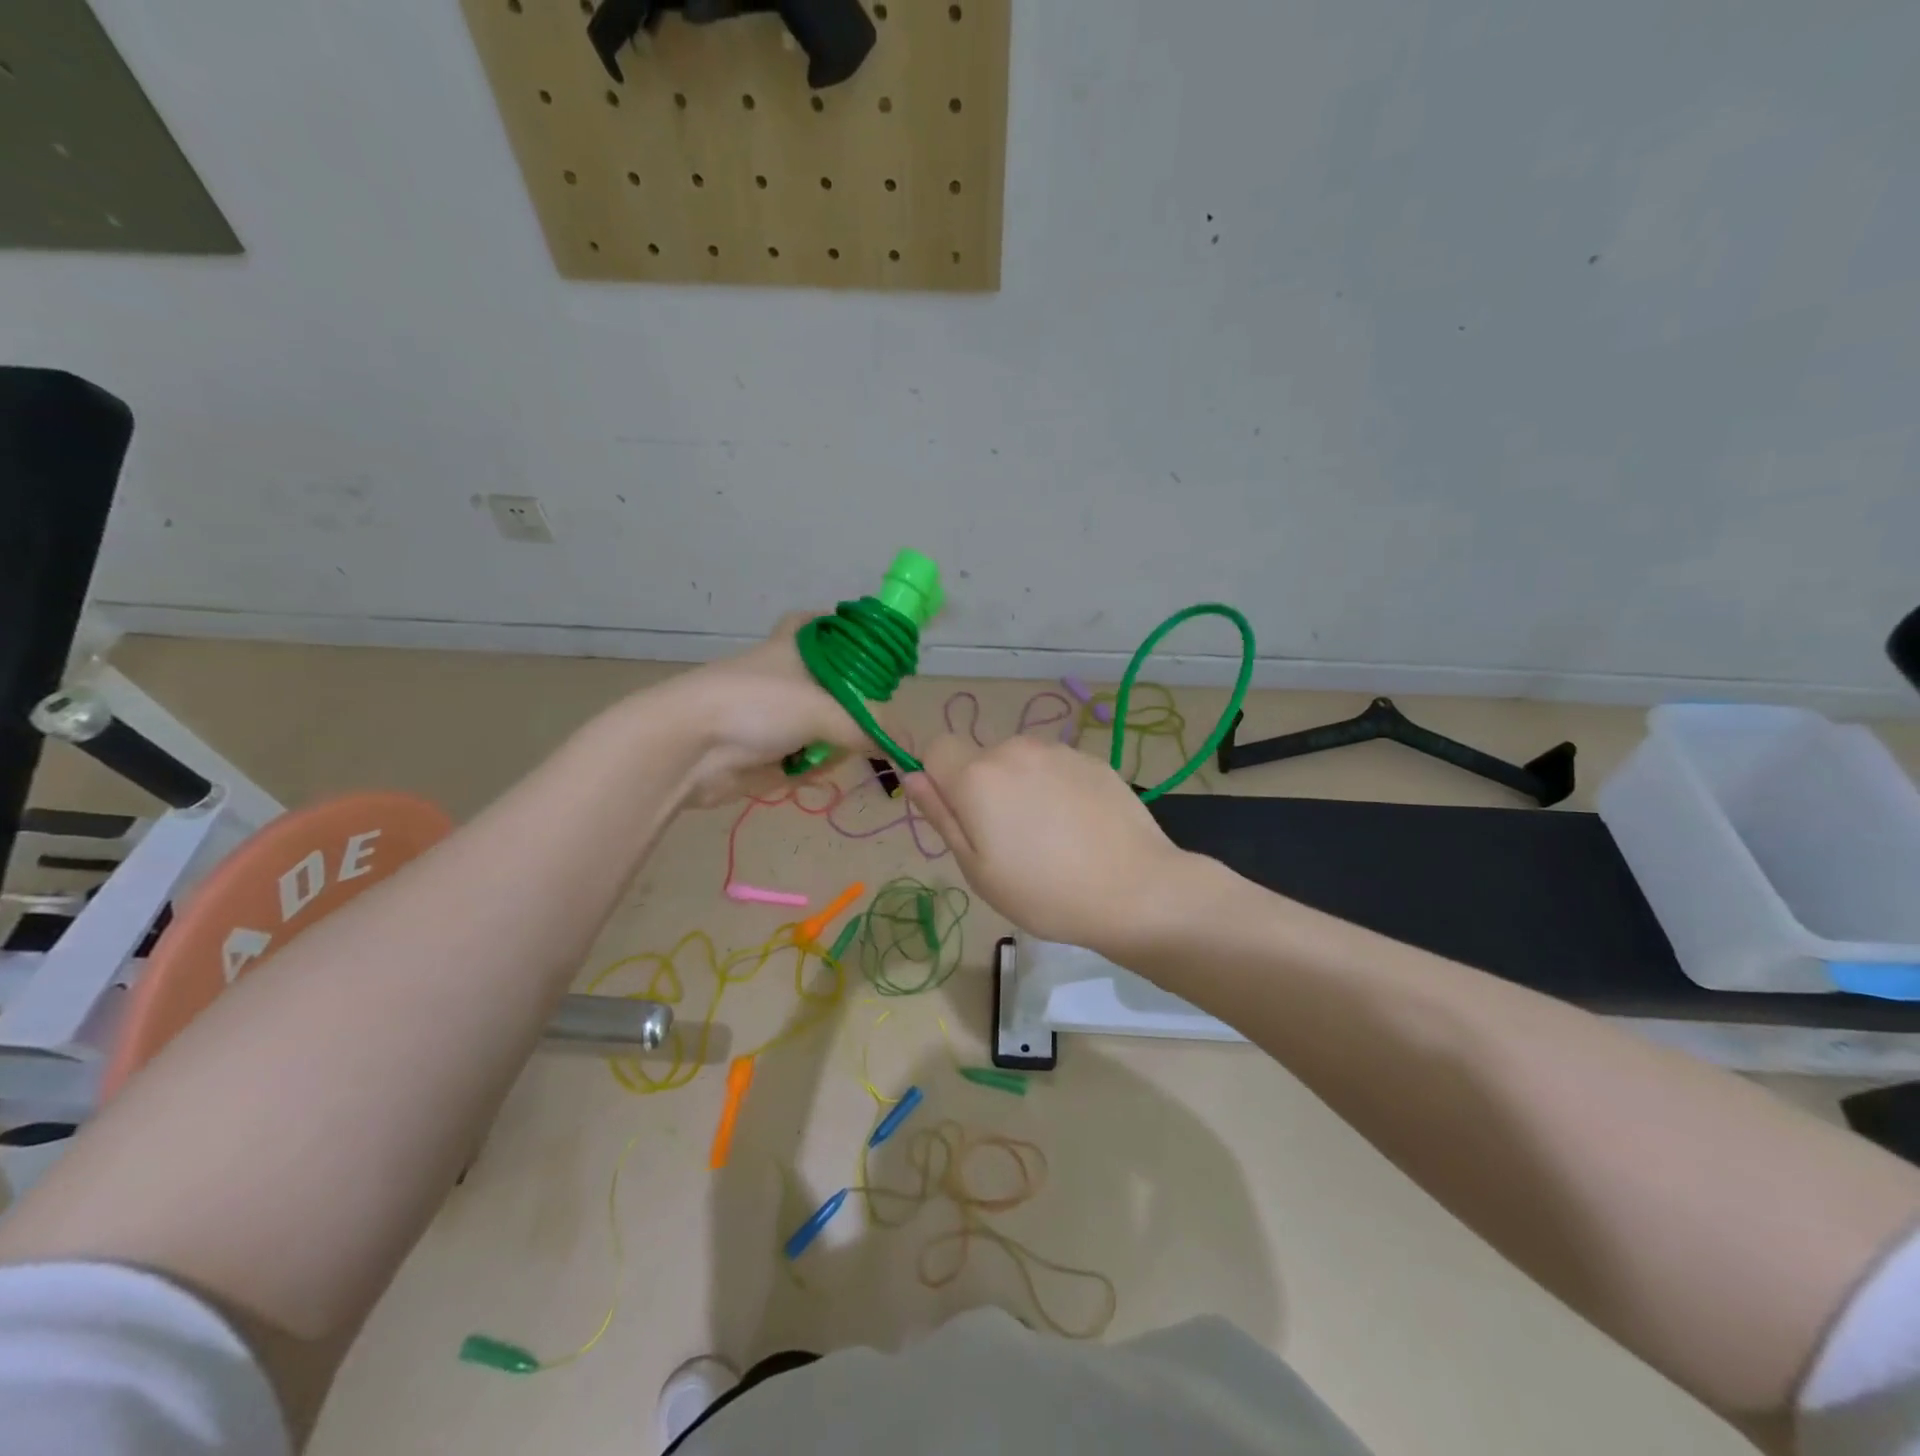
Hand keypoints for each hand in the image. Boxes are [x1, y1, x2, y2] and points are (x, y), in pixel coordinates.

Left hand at [664, 612, 874, 806]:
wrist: (687, 747)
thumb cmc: (756, 705)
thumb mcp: (823, 710)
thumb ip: (868, 728)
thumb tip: (903, 745)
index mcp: (796, 648)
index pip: (822, 623)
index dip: (846, 631)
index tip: (871, 649)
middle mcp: (785, 677)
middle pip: (832, 685)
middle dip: (853, 707)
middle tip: (870, 717)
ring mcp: (773, 716)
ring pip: (822, 726)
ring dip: (834, 742)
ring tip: (835, 750)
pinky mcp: (764, 751)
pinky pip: (804, 757)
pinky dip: (811, 765)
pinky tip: (810, 770)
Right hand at [902, 733, 1187, 956]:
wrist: (1136, 890)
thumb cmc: (1044, 892)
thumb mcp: (977, 869)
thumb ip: (941, 815)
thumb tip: (913, 776)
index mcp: (977, 775)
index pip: (935, 748)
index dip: (939, 779)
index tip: (961, 817)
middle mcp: (1014, 749)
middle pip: (979, 758)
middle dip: (983, 788)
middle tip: (1008, 841)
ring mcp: (1057, 751)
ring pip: (1019, 762)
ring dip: (1021, 787)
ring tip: (1049, 837)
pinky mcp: (1092, 759)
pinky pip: (1054, 767)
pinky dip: (1055, 788)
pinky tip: (1078, 828)